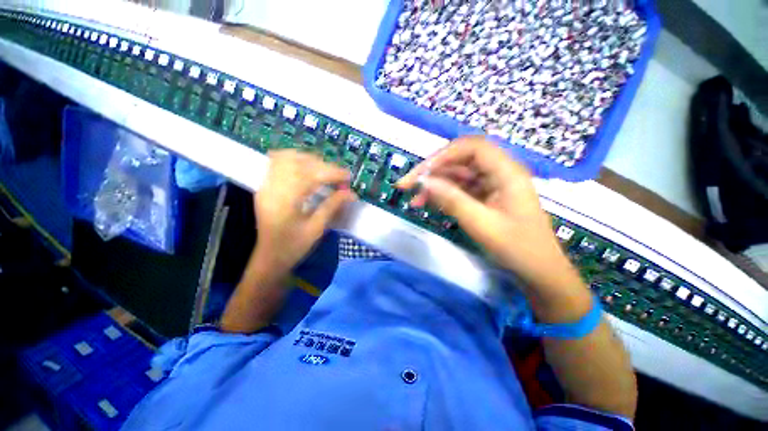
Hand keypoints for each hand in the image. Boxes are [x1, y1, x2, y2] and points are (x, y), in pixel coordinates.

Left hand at [254, 150, 355, 272]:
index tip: (348, 176)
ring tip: (324, 170)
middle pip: (299, 164)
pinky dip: (293, 159)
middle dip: (323, 165)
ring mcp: (266, 185)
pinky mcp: (264, 187)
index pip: (311, 176)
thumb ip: (332, 206)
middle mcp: (273, 188)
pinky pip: (276, 163)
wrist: (269, 257)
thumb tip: (351, 193)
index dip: (332, 173)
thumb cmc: (294, 246)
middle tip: (338, 176)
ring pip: (286, 158)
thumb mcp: (316, 229)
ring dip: (308, 160)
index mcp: (286, 201)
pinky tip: (305, 167)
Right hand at [398, 136, 572, 284]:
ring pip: (457, 175)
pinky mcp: (484, 196)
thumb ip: (452, 200)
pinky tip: (428, 203)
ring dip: (434, 185)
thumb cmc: (517, 248)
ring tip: (415, 200)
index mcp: (506, 172)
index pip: (472, 147)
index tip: (421, 173)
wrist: (538, 271)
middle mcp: (498, 172)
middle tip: (407, 186)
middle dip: (432, 171)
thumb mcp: (481, 224)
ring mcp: (491, 185)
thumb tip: (423, 182)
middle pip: (460, 159)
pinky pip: (459, 189)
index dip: (443, 155)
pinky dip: (443, 195)